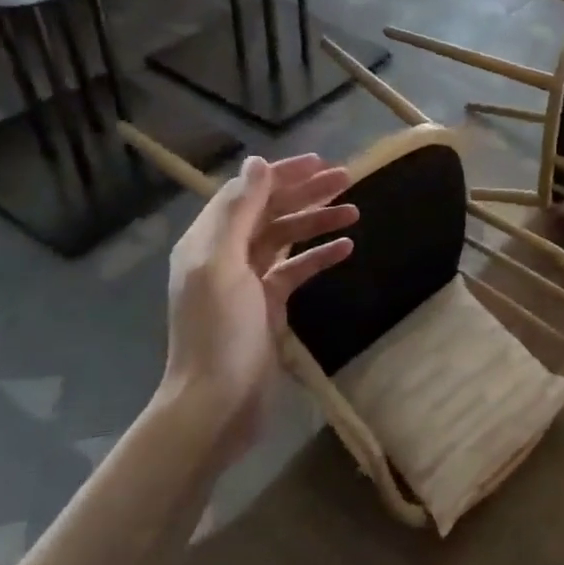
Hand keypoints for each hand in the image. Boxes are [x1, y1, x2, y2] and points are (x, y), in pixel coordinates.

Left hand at [158, 154, 356, 451]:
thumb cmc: (219, 332)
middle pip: (269, 211)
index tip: (321, 162)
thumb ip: (238, 213)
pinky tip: (346, 248)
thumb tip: (257, 164)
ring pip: (286, 238)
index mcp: (208, 241)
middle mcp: (225, 255)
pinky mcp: (267, 305)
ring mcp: (248, 281)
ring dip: (317, 222)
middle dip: (306, 193)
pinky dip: (319, 256)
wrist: (217, 402)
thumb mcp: (223, 266)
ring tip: (355, 212)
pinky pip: (296, 270)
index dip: (282, 174)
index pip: (247, 193)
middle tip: (347, 178)